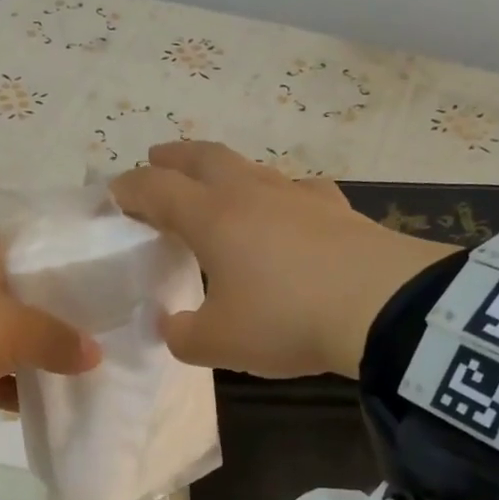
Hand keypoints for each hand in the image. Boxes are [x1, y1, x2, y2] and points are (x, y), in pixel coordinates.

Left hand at [0, 235, 99, 440]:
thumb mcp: (4, 326)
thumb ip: (55, 337)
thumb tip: (95, 354)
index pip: (41, 254)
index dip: (78, 271)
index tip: (117, 294)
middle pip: (30, 302)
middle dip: (67, 324)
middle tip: (115, 342)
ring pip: (13, 343)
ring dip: (44, 361)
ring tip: (94, 377)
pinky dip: (17, 389)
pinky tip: (54, 404)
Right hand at [110, 142, 453, 378]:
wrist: (385, 308)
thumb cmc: (287, 319)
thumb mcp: (221, 343)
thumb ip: (184, 335)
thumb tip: (173, 325)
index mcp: (213, 218)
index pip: (157, 189)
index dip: (130, 189)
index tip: (113, 194)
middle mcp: (252, 194)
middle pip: (204, 157)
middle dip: (174, 156)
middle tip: (157, 160)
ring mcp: (299, 196)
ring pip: (251, 168)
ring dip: (225, 171)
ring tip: (218, 189)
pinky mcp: (338, 210)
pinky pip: (298, 190)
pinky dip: (279, 194)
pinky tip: (288, 210)